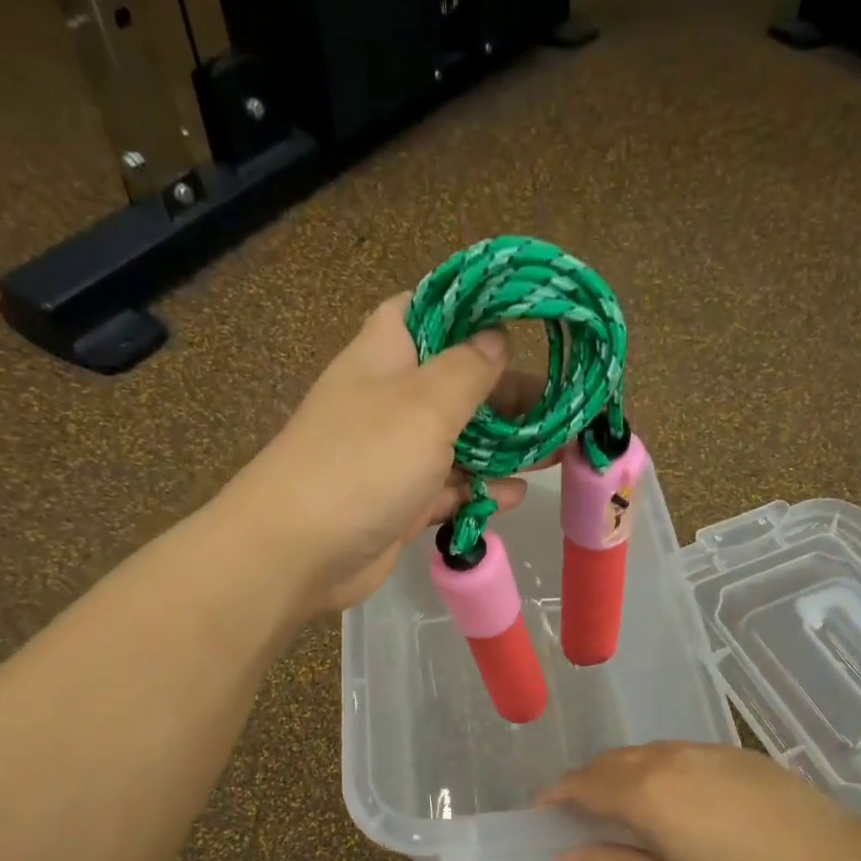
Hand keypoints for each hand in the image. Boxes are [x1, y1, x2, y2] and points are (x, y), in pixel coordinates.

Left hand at [222, 293, 543, 614]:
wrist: (298, 552)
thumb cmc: (363, 461)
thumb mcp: (425, 403)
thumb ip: (469, 370)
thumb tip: (495, 338)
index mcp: (387, 355)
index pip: (428, 309)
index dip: (471, 307)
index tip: (522, 317)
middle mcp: (391, 400)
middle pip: (459, 383)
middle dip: (509, 393)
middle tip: (562, 404)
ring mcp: (395, 456)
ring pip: (460, 441)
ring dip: (505, 447)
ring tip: (557, 452)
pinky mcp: (401, 504)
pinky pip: (450, 490)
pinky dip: (480, 491)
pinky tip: (515, 495)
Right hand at [540, 742, 860, 860]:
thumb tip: (562, 860)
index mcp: (643, 793)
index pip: (582, 785)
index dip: (556, 797)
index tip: (542, 812)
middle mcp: (666, 759)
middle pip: (608, 763)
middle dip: (584, 782)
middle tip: (576, 812)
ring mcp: (704, 751)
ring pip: (643, 753)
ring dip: (619, 772)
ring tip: (619, 802)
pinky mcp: (735, 753)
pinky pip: (677, 753)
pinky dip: (655, 768)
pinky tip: (673, 795)